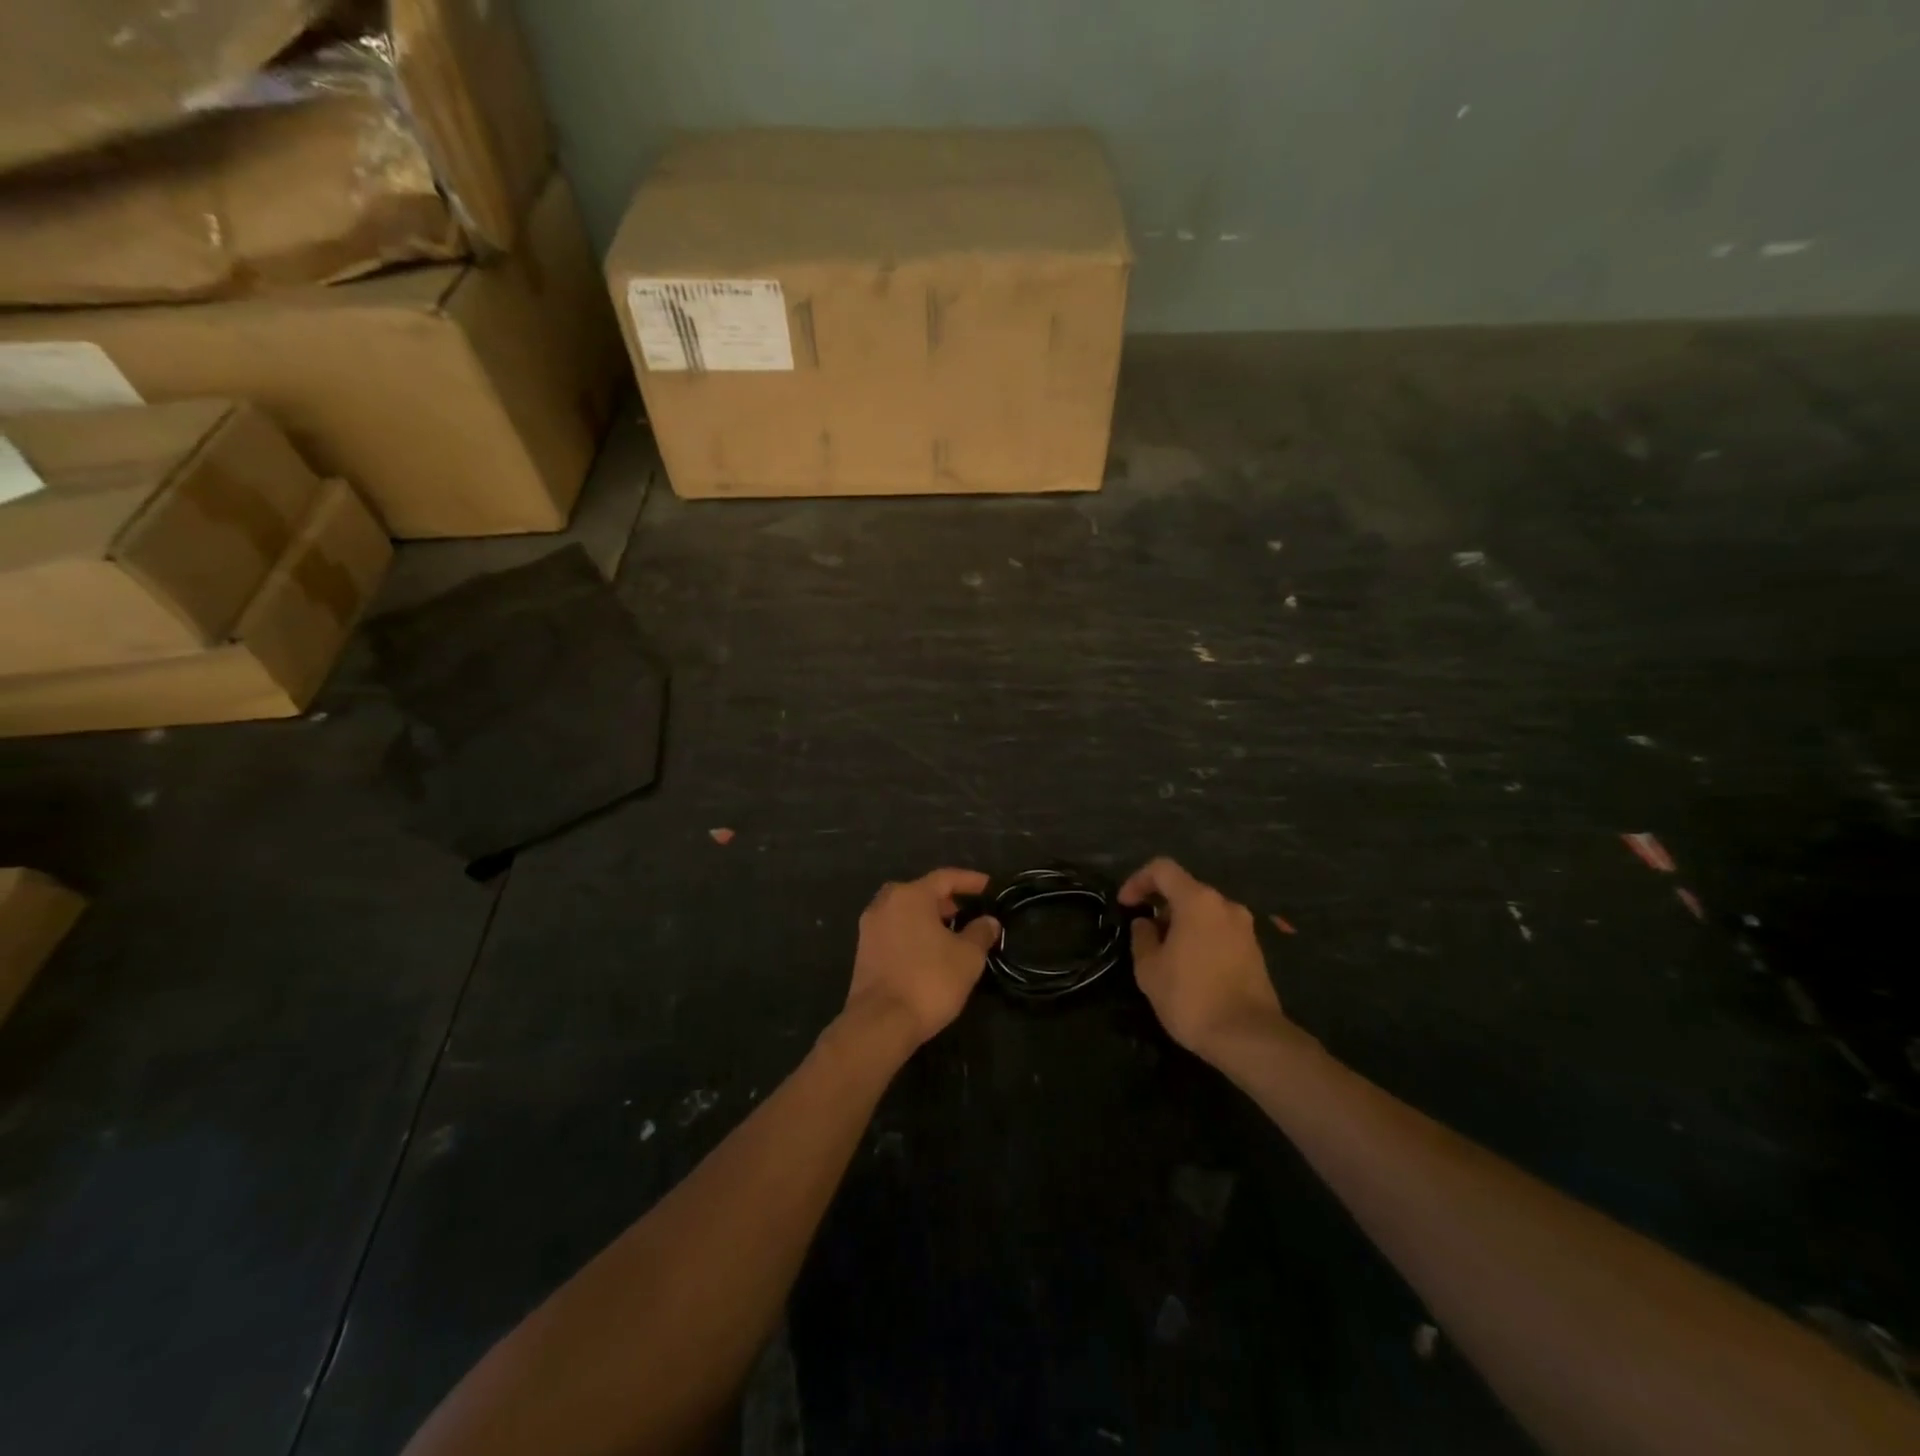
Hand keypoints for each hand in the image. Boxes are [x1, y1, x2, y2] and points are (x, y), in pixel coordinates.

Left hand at [843, 869, 1000, 1052]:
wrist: (881, 1022)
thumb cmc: (929, 980)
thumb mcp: (968, 957)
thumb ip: (980, 933)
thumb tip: (989, 921)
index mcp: (910, 896)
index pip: (944, 878)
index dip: (969, 880)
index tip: (988, 885)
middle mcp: (885, 904)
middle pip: (920, 891)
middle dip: (944, 899)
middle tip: (965, 910)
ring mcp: (869, 928)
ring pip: (903, 911)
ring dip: (926, 916)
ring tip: (949, 932)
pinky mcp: (863, 951)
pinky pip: (893, 929)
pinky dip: (912, 932)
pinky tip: (927, 951)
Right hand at [1120, 857, 1288, 1061]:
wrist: (1249, 1038)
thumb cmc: (1191, 997)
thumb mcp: (1149, 969)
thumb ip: (1142, 937)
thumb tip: (1146, 923)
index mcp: (1198, 901)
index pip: (1162, 869)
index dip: (1138, 880)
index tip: (1125, 905)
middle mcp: (1225, 905)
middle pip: (1186, 890)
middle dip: (1160, 907)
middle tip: (1144, 936)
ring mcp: (1245, 928)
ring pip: (1204, 912)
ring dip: (1181, 924)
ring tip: (1165, 956)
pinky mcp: (1255, 951)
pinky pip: (1219, 931)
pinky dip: (1200, 938)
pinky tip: (1190, 969)